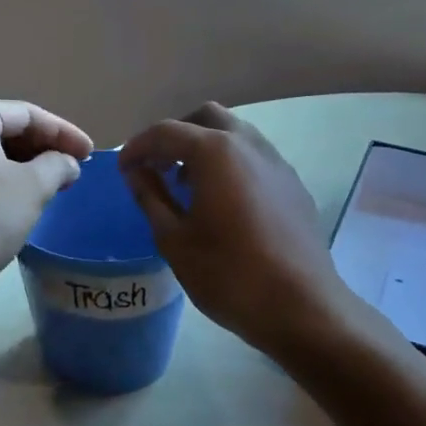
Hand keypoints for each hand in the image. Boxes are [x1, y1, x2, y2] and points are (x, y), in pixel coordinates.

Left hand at [0, 99, 92, 342]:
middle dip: (42, 149)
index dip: (64, 133)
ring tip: (51, 186)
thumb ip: (56, 166)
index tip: (90, 155)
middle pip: (4, 129)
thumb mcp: (30, 189)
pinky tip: (16, 201)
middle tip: (73, 170)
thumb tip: (66, 163)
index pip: (27, 115)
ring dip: (21, 167)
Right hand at [120, 103, 357, 360]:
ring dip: (205, 147)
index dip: (138, 147)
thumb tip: (135, 172)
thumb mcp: (174, 239)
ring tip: (187, 185)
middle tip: (157, 168)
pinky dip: (231, 164)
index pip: (166, 132)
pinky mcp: (293, 184)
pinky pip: (255, 157)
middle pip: (205, 118)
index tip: (123, 170)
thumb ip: (151, 197)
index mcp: (215, 151)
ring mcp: (277, 161)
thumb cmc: (228, 274)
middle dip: (176, 136)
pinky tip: (223, 202)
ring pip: (235, 134)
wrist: (301, 306)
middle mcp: (248, 143)